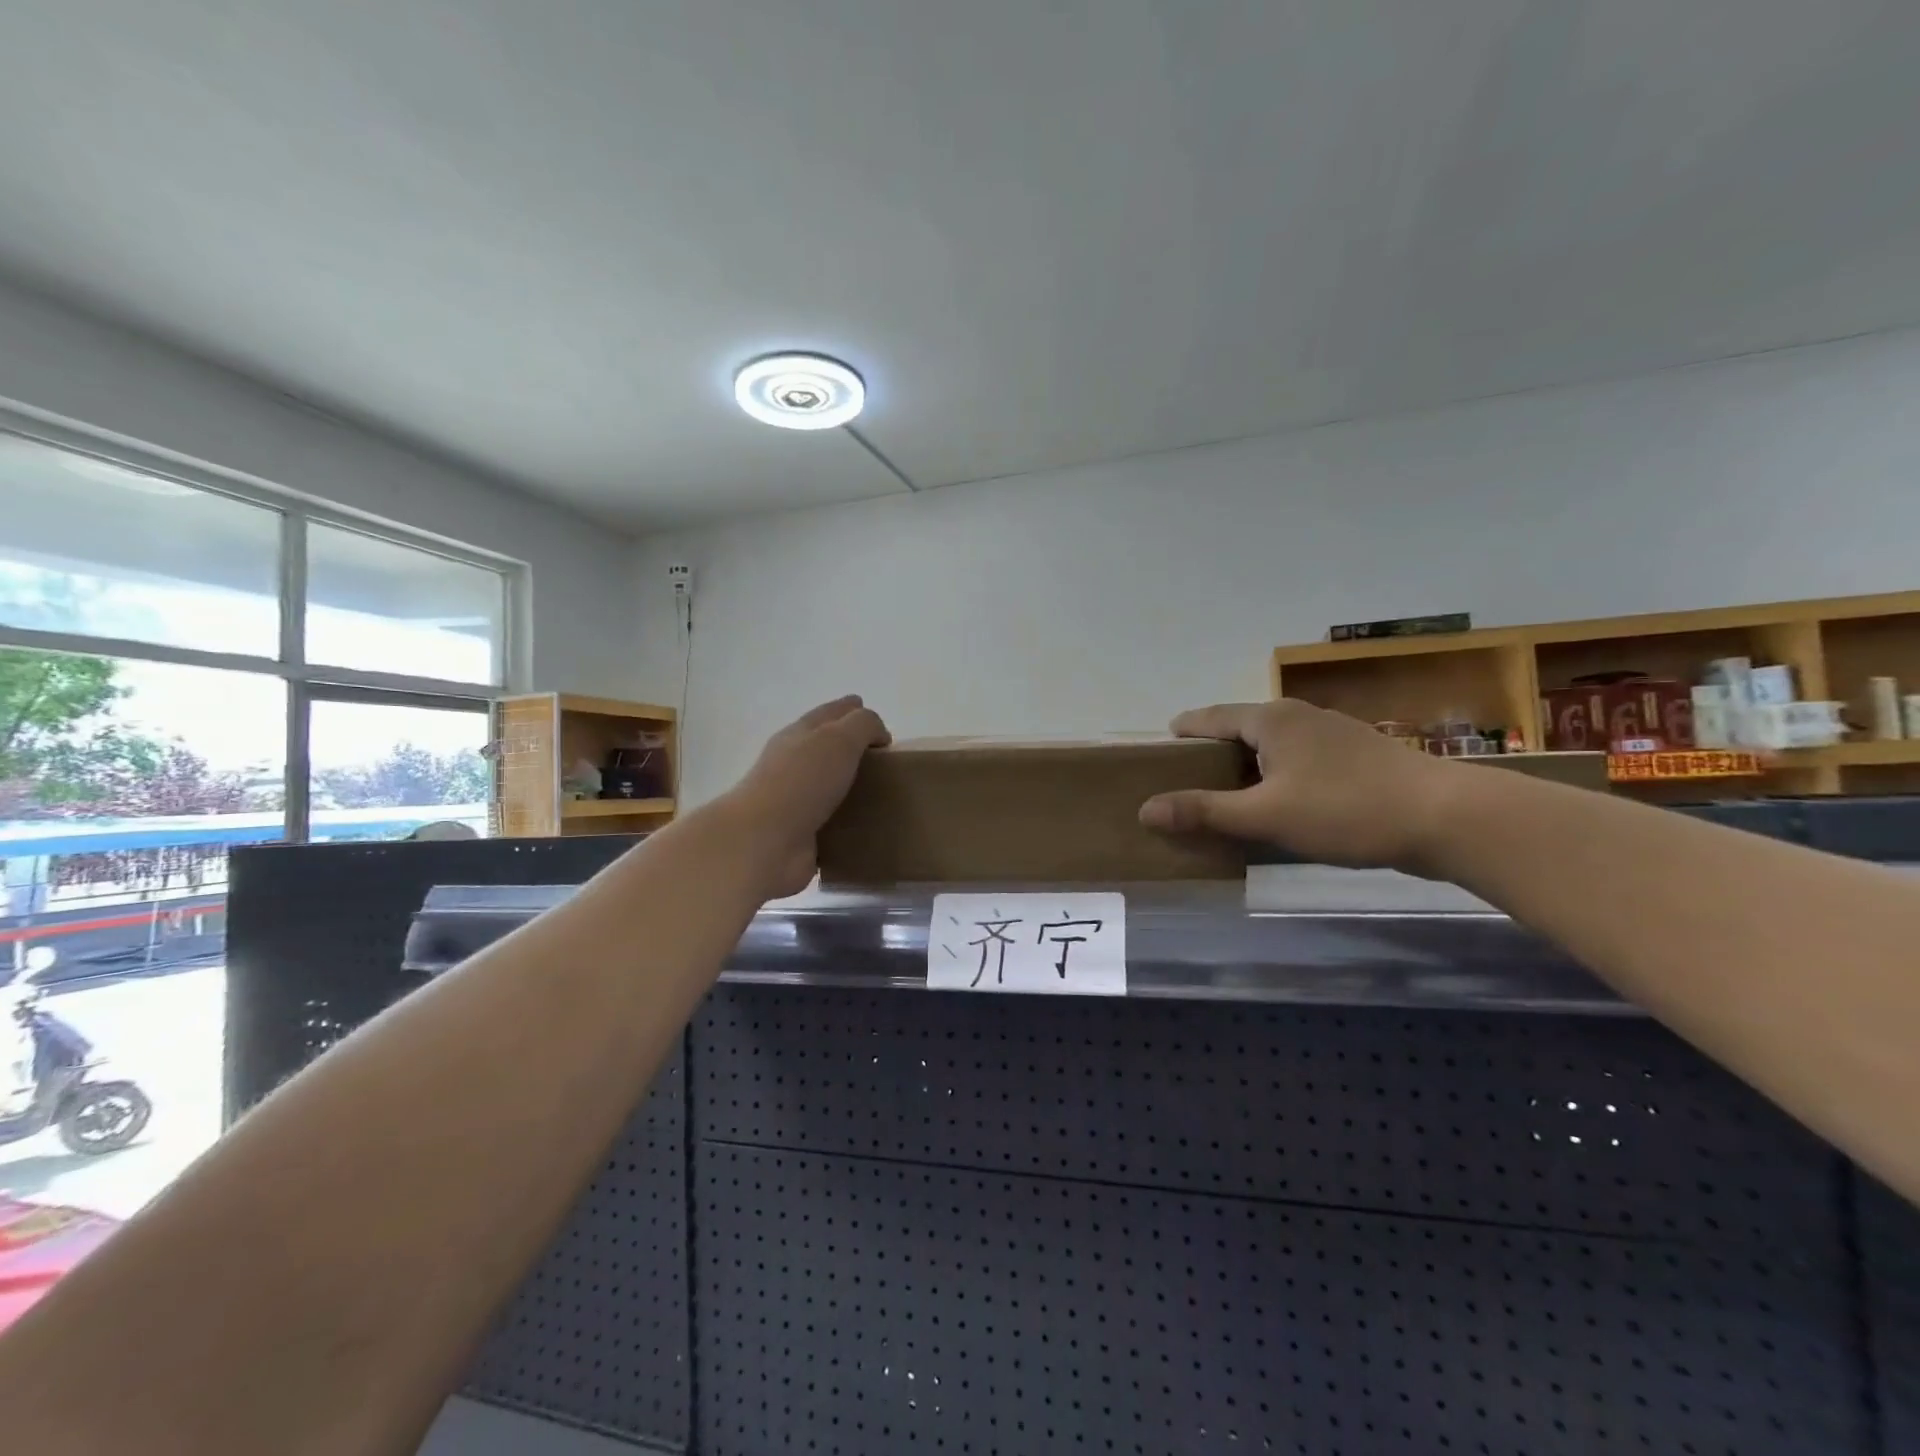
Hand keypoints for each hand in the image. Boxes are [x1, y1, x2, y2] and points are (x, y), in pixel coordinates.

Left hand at [718, 695, 890, 897]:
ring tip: (884, 794)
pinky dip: (848, 821)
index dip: (852, 710)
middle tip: (886, 760)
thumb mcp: (839, 739)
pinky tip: (868, 825)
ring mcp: (795, 800)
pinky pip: (832, 821)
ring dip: (851, 787)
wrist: (763, 842)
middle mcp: (793, 764)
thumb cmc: (802, 782)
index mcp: (799, 734)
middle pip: (827, 748)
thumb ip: (864, 726)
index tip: (878, 721)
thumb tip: (878, 735)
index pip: (830, 713)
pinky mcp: (801, 833)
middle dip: (853, 749)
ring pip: (829, 786)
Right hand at [1138, 700, 1459, 870]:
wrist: (1448, 818)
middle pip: (1242, 728)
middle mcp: (1300, 716)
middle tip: (1188, 778)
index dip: (1184, 729)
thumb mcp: (1265, 815)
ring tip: (1229, 794)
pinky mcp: (1358, 757)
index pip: (1212, 717)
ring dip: (1248, 765)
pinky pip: (1300, 760)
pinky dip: (1278, 776)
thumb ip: (1204, 811)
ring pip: (1275, 745)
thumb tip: (1145, 809)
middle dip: (1214, 750)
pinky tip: (1282, 803)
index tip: (1163, 744)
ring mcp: (1334, 734)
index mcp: (1272, 719)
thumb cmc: (1346, 809)